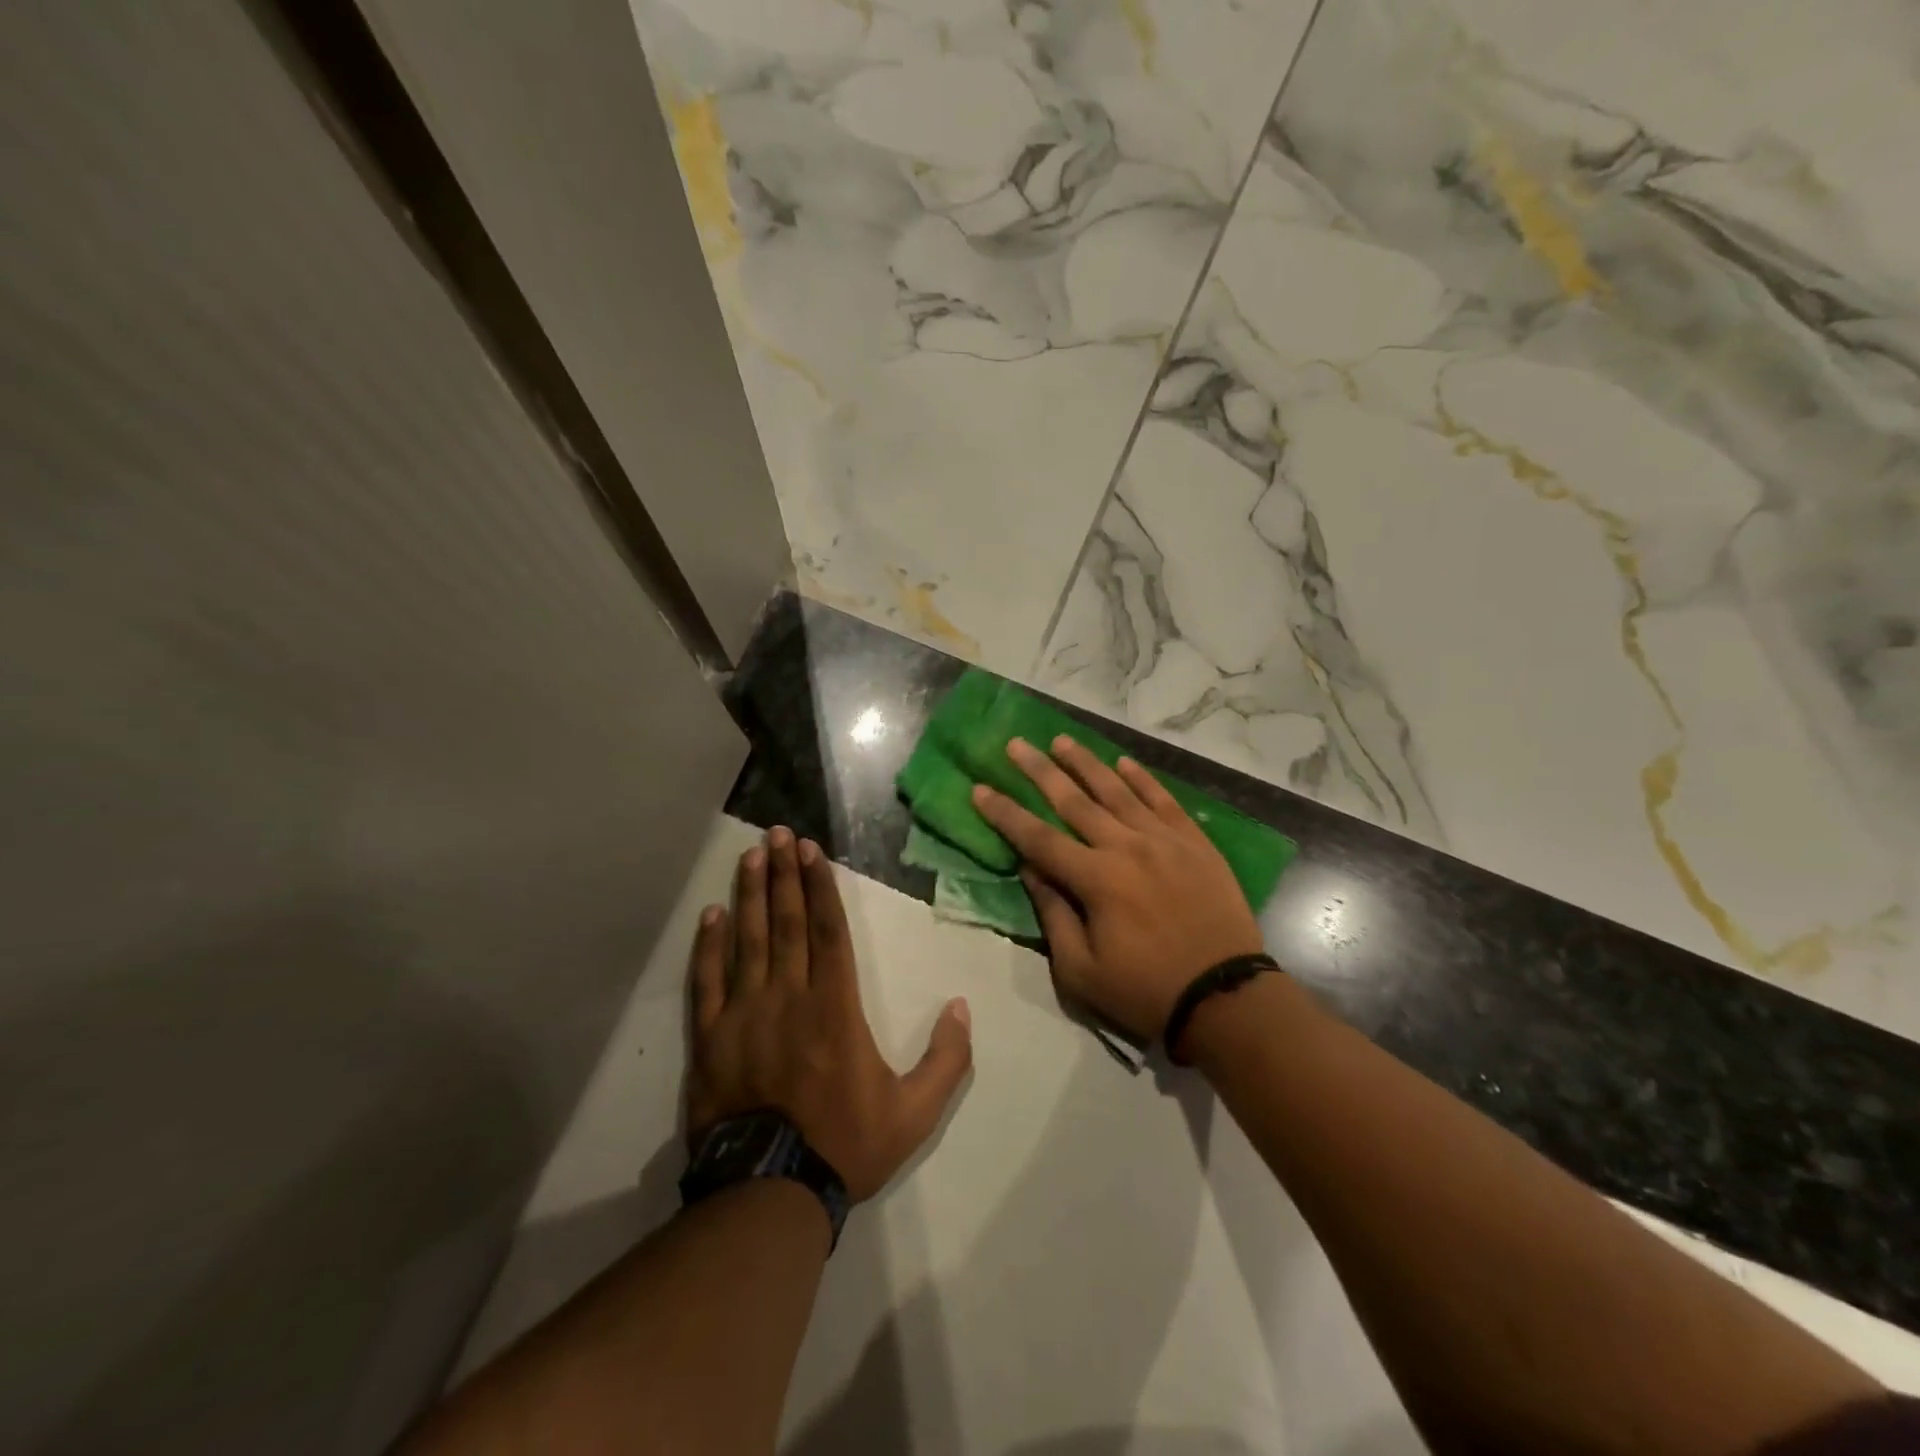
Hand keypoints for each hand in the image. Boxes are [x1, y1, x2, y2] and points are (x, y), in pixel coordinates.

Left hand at [686, 826, 972, 1202]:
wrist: (770, 1194)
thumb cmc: (845, 1145)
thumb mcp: (915, 1112)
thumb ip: (946, 1059)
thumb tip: (960, 1007)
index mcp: (835, 1006)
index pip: (828, 929)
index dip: (819, 885)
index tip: (811, 850)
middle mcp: (789, 996)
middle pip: (787, 922)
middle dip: (785, 874)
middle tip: (778, 833)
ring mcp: (745, 1014)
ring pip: (748, 940)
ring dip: (751, 894)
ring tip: (751, 855)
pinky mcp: (711, 1038)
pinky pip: (708, 981)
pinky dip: (709, 945)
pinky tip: (712, 914)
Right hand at [971, 737, 1265, 1042]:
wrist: (1226, 997)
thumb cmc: (1146, 991)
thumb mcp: (1082, 970)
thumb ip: (1053, 914)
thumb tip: (1030, 869)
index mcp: (1096, 879)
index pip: (1038, 837)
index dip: (1005, 813)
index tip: (980, 789)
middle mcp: (1126, 846)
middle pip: (1074, 801)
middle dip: (1039, 771)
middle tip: (1016, 744)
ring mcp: (1164, 839)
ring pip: (1117, 790)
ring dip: (1086, 763)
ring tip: (1061, 740)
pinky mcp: (1194, 842)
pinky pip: (1163, 800)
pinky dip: (1142, 779)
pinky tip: (1123, 762)